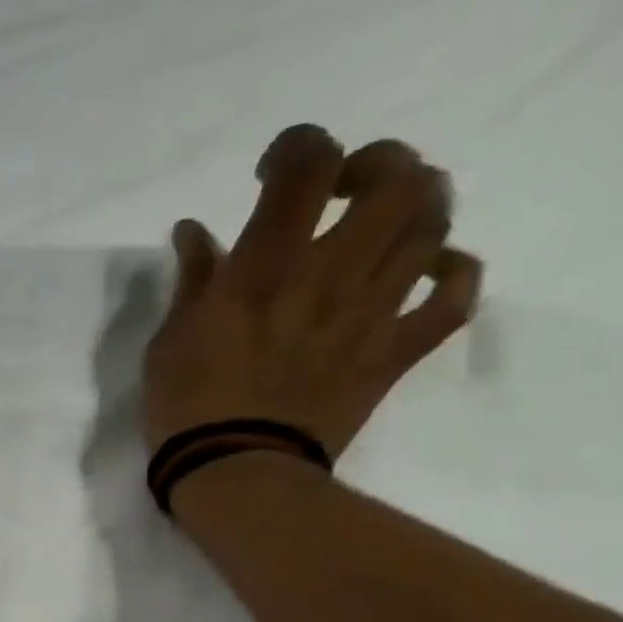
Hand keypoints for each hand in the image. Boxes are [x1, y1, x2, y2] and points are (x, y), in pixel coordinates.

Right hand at [142, 124, 482, 459]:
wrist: (236, 475)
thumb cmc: (186, 408)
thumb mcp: (169, 340)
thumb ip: (192, 280)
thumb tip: (195, 231)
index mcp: (265, 269)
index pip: (308, 165)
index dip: (299, 146)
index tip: (271, 174)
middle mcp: (329, 276)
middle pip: (398, 178)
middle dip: (376, 164)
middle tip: (343, 190)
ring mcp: (370, 314)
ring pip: (433, 225)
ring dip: (415, 206)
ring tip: (380, 224)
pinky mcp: (393, 353)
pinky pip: (453, 299)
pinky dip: (452, 273)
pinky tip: (427, 271)